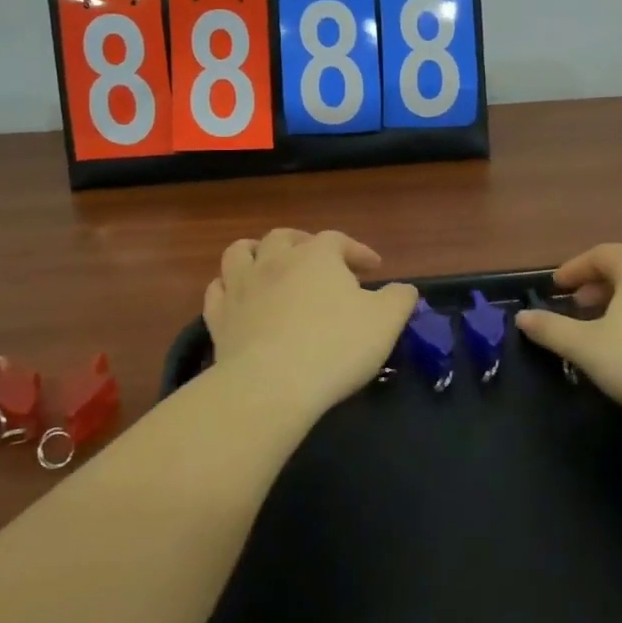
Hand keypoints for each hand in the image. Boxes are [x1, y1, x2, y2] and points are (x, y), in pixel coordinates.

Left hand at [204, 229, 418, 416]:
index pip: (338, 240)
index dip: (357, 251)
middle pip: (285, 237)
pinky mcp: (218, 317)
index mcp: (316, 256)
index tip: (374, 268)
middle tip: (320, 262)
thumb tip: (405, 289)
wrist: (272, 384)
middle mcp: (275, 260)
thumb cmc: (335, 346)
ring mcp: (241, 286)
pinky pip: (216, 289)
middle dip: (304, 243)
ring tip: (268, 263)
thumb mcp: (385, 322)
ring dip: (256, 252)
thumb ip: (399, 299)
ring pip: (240, 252)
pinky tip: (238, 297)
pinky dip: (228, 287)